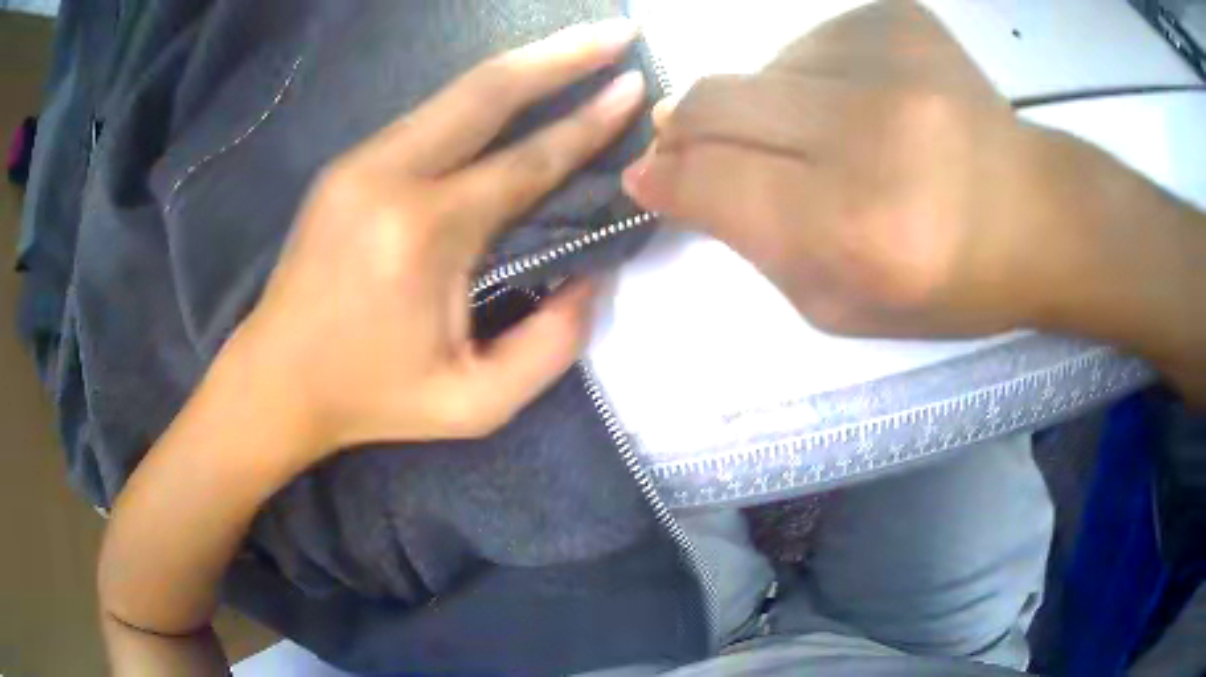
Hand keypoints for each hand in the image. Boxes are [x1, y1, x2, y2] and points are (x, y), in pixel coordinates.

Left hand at [237, 19, 645, 458]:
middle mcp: (390, 176)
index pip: (527, 160)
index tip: (635, 86)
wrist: (277, 379)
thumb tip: (593, 276)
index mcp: (425, 235)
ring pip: (456, 93)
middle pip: (489, 90)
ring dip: (523, 64)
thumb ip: (552, 344)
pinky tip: (514, 89)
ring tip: (577, 46)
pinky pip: (429, 115)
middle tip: (618, 31)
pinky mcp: (347, 164)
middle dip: (562, 54)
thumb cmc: (374, 398)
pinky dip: (482, 95)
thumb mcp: (476, 403)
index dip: (589, 122)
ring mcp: (361, 162)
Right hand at [623, 0, 1075, 336]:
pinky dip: (814, 75)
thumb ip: (753, 247)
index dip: (663, 177)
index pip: (711, 179)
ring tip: (827, 136)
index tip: (647, 176)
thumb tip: (680, 179)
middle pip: (717, 100)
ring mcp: (890, 58)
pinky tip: (865, 104)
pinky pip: (812, 41)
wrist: (1039, 216)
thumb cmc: (948, 282)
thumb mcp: (841, 306)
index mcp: (856, 229)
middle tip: (692, 143)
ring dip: (767, 105)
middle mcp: (872, 131)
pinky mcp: (899, 17)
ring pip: (762, 67)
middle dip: (685, 126)